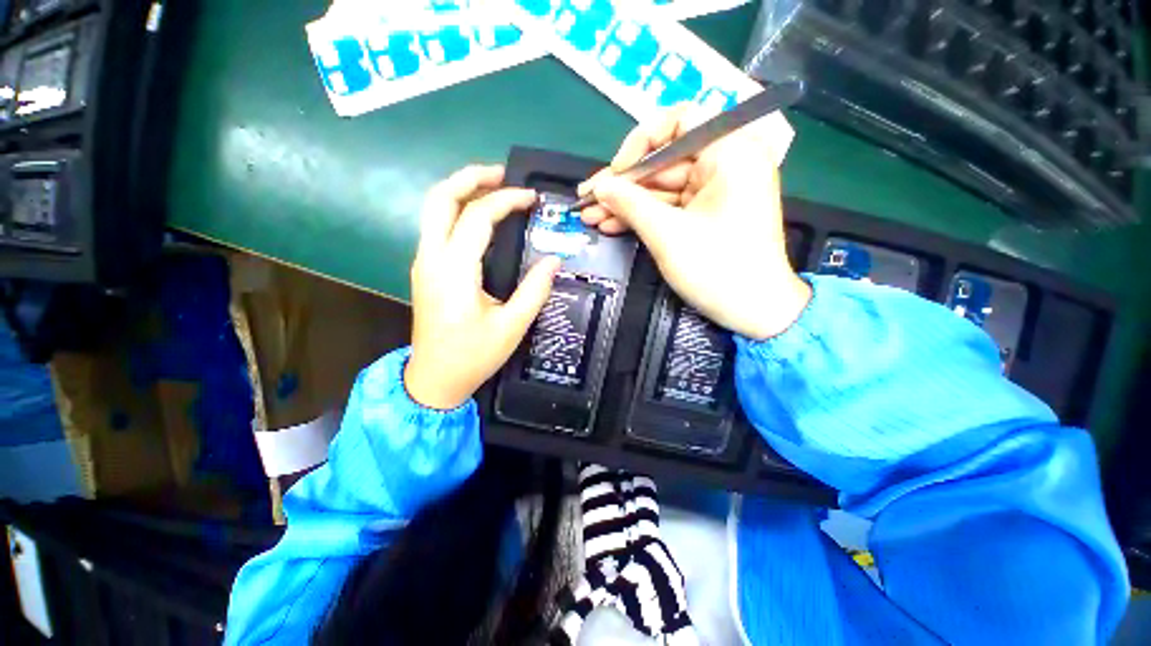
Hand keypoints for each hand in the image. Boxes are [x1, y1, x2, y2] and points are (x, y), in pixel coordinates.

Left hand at [405, 165, 560, 408]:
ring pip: (433, 209)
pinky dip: (458, 210)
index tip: (532, 199)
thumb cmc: (473, 356)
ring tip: (495, 188)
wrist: (433, 380)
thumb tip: (555, 260)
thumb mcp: (512, 326)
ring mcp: (423, 262)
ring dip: (462, 190)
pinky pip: (437, 226)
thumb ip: (535, 290)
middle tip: (503, 174)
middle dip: (471, 177)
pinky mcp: (426, 270)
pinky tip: (480, 217)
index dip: (506, 200)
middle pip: (440, 198)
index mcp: (454, 270)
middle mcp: (431, 258)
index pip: (477, 217)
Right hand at [578, 110, 809, 339]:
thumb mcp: (668, 235)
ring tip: (589, 216)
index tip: (618, 170)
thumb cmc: (718, 270)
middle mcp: (725, 164)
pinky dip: (642, 216)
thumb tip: (600, 186)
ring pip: (662, 187)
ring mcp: (715, 191)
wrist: (753, 311)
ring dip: (626, 203)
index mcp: (731, 153)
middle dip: (623, 183)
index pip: (681, 120)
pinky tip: (610, 224)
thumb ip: (630, 204)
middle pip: (664, 160)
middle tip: (587, 198)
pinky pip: (669, 206)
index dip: (642, 141)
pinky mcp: (705, 213)